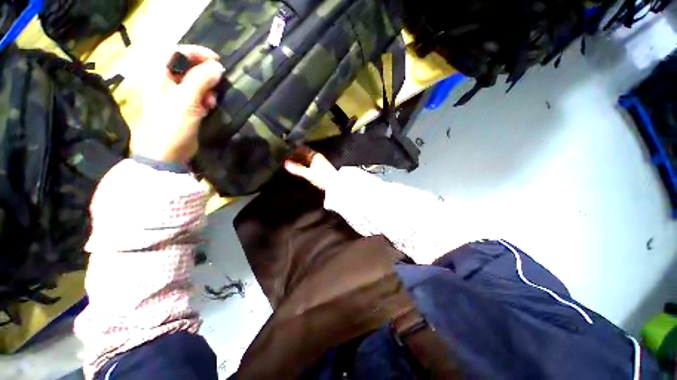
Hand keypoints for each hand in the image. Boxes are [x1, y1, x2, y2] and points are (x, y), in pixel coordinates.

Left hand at [136, 45, 224, 163]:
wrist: (168, 153)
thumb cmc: (172, 126)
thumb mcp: (186, 101)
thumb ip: (201, 81)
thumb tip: (218, 67)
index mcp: (158, 75)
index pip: (176, 51)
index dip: (196, 52)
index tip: (216, 60)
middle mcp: (165, 81)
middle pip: (187, 66)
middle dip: (204, 74)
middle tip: (216, 85)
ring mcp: (174, 94)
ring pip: (195, 82)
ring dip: (207, 89)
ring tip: (212, 101)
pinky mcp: (183, 106)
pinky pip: (197, 95)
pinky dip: (206, 99)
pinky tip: (209, 107)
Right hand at [284, 147, 337, 190]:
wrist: (336, 185)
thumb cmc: (323, 177)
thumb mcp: (309, 174)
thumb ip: (297, 169)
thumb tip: (286, 164)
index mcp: (315, 156)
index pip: (303, 149)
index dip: (295, 150)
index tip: (287, 151)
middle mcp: (318, 157)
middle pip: (305, 154)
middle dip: (297, 156)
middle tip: (287, 158)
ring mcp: (320, 163)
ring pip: (308, 159)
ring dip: (300, 161)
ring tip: (292, 164)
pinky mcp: (322, 169)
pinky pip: (310, 164)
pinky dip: (305, 165)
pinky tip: (301, 169)